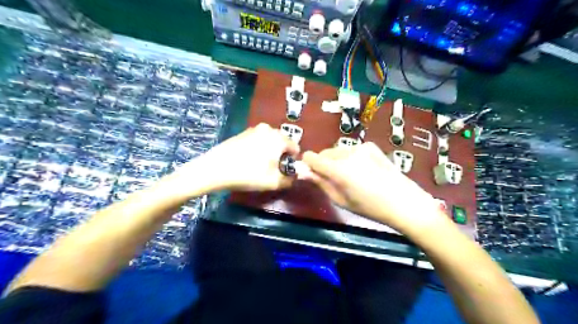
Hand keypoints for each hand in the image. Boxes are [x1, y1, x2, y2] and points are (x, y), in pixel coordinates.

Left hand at [179, 123, 299, 190]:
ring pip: (270, 140)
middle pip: (283, 142)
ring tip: (261, 165)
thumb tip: (295, 177)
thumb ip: (290, 180)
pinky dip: (259, 148)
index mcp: (279, 138)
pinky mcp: (243, 132)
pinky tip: (249, 159)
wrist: (216, 168)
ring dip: (270, 151)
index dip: (293, 161)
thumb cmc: (249, 174)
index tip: (285, 171)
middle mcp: (268, 129)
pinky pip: (258, 139)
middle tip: (273, 168)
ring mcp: (254, 129)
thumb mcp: (273, 182)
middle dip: (281, 154)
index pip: (295, 147)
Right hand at [300, 143, 447, 233]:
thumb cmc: (370, 208)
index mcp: (339, 169)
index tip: (311, 173)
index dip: (308, 164)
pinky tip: (362, 170)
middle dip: (323, 163)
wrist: (404, 202)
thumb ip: (321, 183)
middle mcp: (348, 153)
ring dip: (336, 160)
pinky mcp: (371, 146)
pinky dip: (350, 157)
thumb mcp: (341, 200)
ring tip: (350, 176)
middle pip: (324, 152)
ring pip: (337, 151)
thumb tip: (303, 173)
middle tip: (333, 179)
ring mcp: (361, 147)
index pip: (312, 157)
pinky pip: (351, 150)